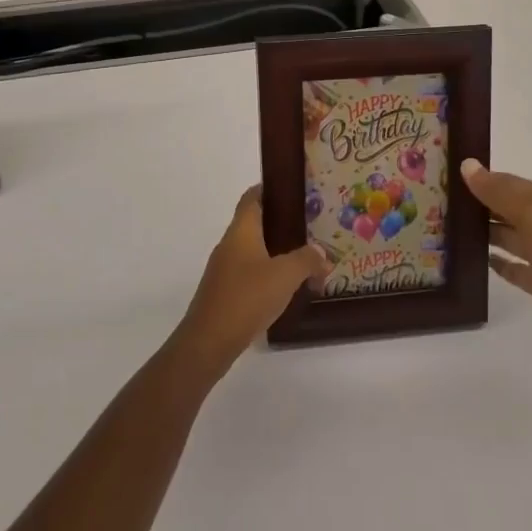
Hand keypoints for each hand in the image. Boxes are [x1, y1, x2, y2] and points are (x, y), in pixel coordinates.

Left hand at [174, 186, 328, 378]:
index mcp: (241, 230)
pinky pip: (251, 273)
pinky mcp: (225, 292)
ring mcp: (224, 269)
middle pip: (256, 224)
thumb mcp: (285, 275)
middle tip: (311, 228)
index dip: (270, 189)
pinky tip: (288, 289)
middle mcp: (230, 244)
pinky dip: (270, 275)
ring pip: (255, 251)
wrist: (209, 342)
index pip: (253, 197)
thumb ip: (307, 260)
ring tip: (306, 261)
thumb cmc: (246, 297)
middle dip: (283, 225)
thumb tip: (322, 253)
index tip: (293, 190)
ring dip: (278, 253)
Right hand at [464, 160, 531, 357]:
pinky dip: (498, 263)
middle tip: (442, 203)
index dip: (482, 179)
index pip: (509, 183)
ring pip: (509, 237)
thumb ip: (498, 192)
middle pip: (507, 209)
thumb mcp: (531, 216)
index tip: (449, 177)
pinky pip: (515, 268)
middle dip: (480, 205)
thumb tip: (467, 165)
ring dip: (485, 232)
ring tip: (451, 230)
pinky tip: (478, 261)